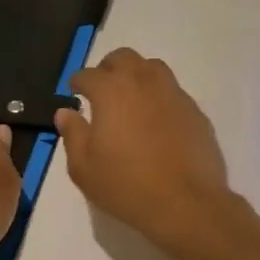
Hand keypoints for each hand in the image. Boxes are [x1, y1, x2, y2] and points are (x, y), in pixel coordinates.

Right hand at [53, 49, 233, 249]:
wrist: (186, 202)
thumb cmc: (126, 185)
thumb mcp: (84, 167)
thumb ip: (72, 134)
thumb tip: (65, 113)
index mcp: (112, 90)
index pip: (88, 74)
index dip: (78, 83)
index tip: (74, 93)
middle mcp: (144, 82)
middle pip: (123, 58)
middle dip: (108, 68)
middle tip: (101, 90)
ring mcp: (174, 93)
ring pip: (152, 68)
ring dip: (137, 75)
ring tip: (130, 99)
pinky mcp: (195, 110)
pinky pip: (172, 91)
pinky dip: (159, 97)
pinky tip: (156, 121)